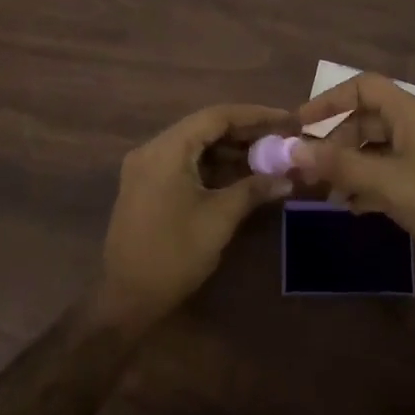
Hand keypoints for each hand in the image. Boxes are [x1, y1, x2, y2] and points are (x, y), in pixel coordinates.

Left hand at [97, 103, 294, 325]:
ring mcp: (147, 168)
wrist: (126, 299)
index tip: (286, 119)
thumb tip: (288, 178)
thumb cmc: (174, 254)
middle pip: (205, 128)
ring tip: (268, 156)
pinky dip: (213, 166)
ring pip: (196, 146)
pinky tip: (241, 175)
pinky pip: (185, 163)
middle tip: (281, 138)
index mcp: (166, 149)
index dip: (255, 115)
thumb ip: (253, 189)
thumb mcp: (220, 218)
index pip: (216, 116)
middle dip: (245, 132)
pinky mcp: (147, 186)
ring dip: (230, 150)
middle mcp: (153, 149)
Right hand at [295, 74, 414, 287]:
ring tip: (324, 193)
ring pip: (375, 149)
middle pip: (365, 120)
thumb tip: (291, 149)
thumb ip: (339, 165)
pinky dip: (367, 184)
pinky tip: (351, 206)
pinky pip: (388, 172)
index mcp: (410, 113)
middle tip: (308, 170)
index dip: (328, 100)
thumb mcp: (387, 182)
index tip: (299, 124)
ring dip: (348, 167)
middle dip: (334, 142)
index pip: (362, 87)